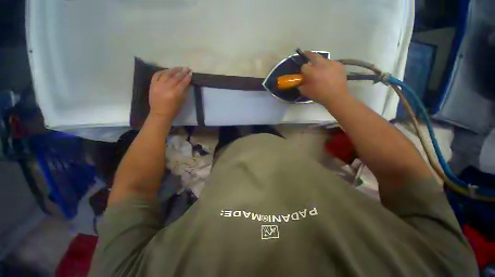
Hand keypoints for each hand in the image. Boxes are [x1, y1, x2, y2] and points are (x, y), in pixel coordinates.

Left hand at [149, 67, 191, 119]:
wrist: (160, 113)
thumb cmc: (174, 110)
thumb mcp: (182, 101)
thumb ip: (184, 91)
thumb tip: (187, 83)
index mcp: (175, 93)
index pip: (183, 83)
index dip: (187, 77)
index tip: (191, 73)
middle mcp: (167, 87)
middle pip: (175, 77)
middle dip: (182, 72)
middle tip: (187, 68)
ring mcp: (158, 85)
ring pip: (166, 74)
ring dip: (173, 70)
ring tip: (179, 67)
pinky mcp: (152, 85)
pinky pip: (156, 75)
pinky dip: (162, 71)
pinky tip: (167, 70)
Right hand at [299, 52, 348, 105]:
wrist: (337, 97)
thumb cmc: (319, 95)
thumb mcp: (306, 92)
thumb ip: (301, 85)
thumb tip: (300, 81)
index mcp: (312, 72)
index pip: (304, 66)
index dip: (303, 70)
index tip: (303, 73)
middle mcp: (322, 65)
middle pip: (314, 55)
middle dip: (309, 54)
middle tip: (306, 54)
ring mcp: (332, 63)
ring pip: (323, 59)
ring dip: (320, 63)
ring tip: (320, 69)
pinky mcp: (339, 65)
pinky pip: (331, 63)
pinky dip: (328, 66)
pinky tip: (329, 73)